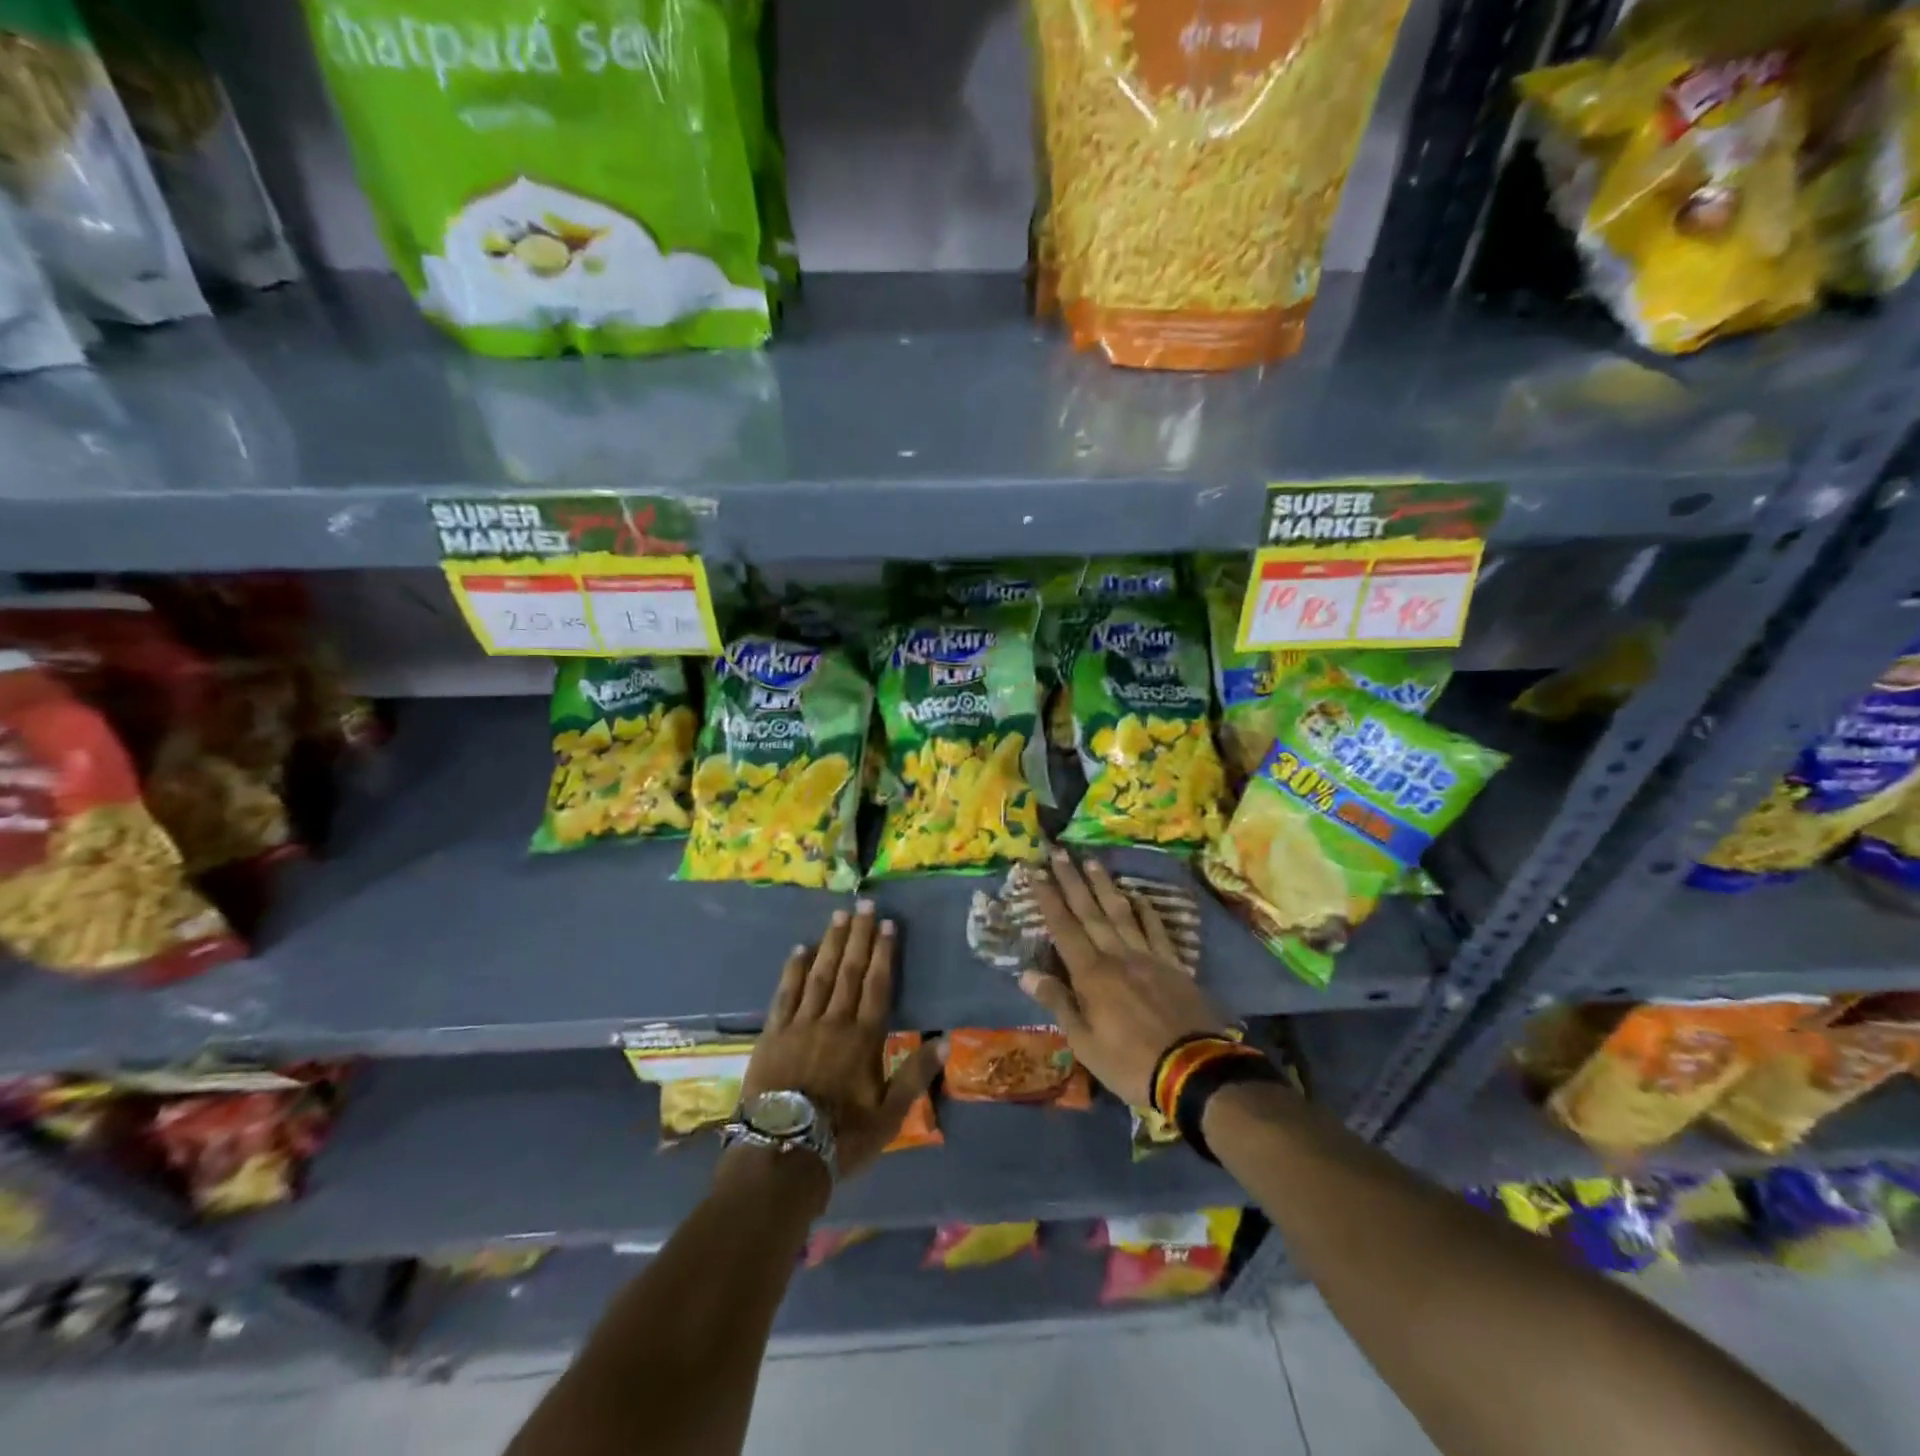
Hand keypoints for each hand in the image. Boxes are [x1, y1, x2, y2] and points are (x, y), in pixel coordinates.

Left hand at [737, 901, 944, 1180]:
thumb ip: (915, 1075)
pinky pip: (785, 994)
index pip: (877, 985)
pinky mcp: (772, 1035)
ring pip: (819, 975)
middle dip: (858, 936)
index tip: (887, 923)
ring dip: (830, 943)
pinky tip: (799, 949)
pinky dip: (793, 970)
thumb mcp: (889, 1117)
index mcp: (864, 1038)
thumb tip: (944, 1039)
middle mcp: (834, 1022)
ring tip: (838, 916)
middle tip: (864, 903)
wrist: (781, 1157)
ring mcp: (800, 1025)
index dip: (884, 953)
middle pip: (849, 971)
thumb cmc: (842, 1139)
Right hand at [1017, 851, 1232, 1107]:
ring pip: (1122, 912)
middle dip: (1072, 880)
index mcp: (1091, 974)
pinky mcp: (1174, 965)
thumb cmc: (1129, 1063)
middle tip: (1059, 851)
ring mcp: (1148, 957)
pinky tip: (1138, 895)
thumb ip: (1058, 1003)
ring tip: (1092, 860)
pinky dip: (1146, 910)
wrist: (1194, 1071)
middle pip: (1090, 911)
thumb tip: (1025, 973)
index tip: (1035, 870)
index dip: (1048, 898)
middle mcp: (1117, 955)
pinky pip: (1157, 930)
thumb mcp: (1084, 1043)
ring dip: (1105, 885)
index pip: (1063, 927)